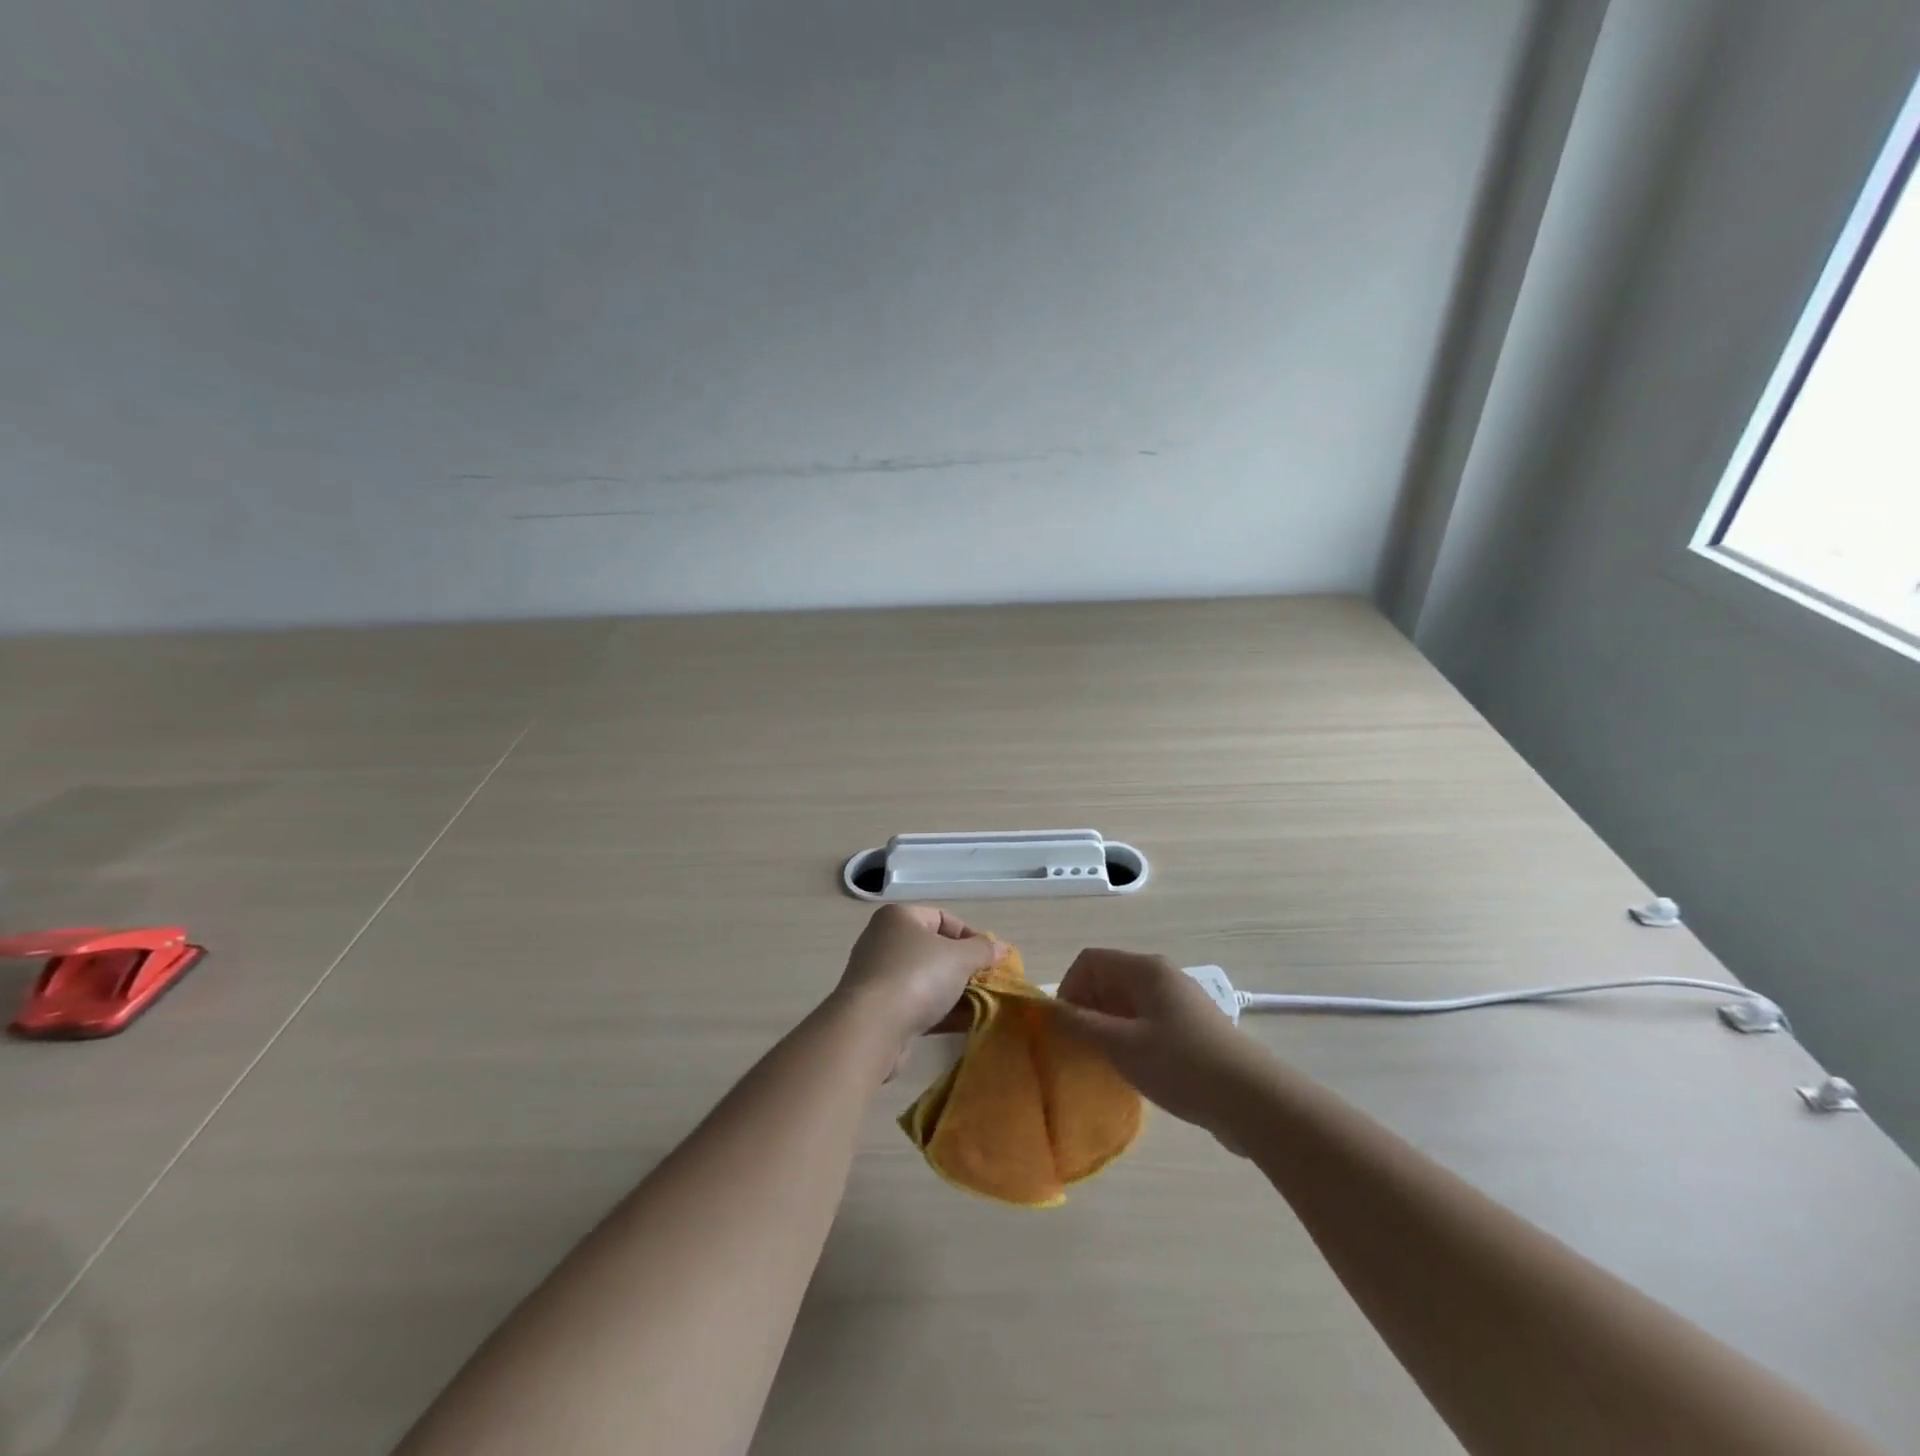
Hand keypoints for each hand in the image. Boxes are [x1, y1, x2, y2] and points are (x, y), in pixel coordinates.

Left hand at [831, 905, 1002, 1056]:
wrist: (870, 1028)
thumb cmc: (916, 977)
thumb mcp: (959, 958)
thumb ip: (982, 950)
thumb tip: (1001, 948)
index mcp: (898, 918)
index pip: (942, 918)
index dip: (970, 936)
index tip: (991, 959)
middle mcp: (884, 941)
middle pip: (933, 949)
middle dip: (963, 967)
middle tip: (987, 983)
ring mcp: (879, 976)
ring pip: (926, 979)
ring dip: (954, 992)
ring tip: (981, 1005)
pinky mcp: (879, 1009)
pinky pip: (916, 1004)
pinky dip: (940, 1012)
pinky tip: (964, 1024)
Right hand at [1050, 948, 1265, 1138]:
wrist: (1252, 1100)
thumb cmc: (1181, 1065)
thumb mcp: (1122, 1045)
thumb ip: (1081, 1025)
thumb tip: (1049, 1009)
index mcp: (1145, 969)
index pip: (1090, 960)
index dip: (1068, 987)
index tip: (1064, 1026)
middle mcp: (1162, 976)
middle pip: (1109, 978)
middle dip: (1087, 1007)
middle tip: (1080, 1046)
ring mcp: (1180, 1001)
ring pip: (1128, 1002)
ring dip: (1108, 1024)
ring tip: (1104, 1060)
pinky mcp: (1192, 1027)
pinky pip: (1147, 1020)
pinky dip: (1131, 1036)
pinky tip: (1134, 1068)